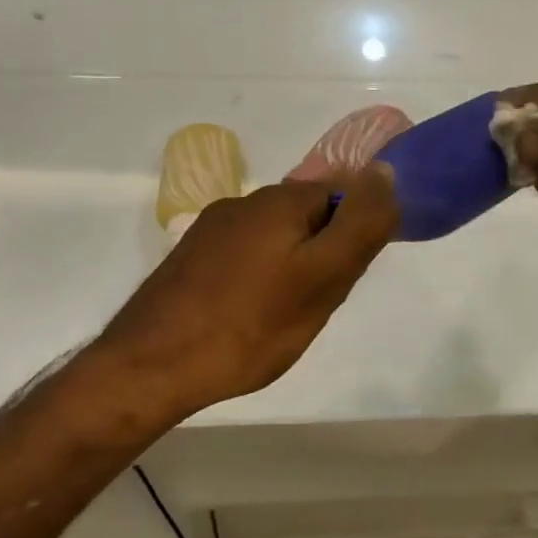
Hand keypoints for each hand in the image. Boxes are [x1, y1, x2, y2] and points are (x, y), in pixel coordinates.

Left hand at [89, 166, 398, 421]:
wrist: (152, 366)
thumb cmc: (250, 325)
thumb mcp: (323, 278)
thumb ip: (360, 224)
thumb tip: (385, 170)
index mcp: (277, 201)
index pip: (339, 195)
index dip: (351, 236)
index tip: (341, 279)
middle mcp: (241, 204)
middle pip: (304, 217)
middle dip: (319, 253)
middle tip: (313, 304)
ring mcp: (209, 231)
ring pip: (272, 240)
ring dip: (287, 268)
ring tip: (278, 317)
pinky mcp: (188, 260)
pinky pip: (241, 258)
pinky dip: (255, 280)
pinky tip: (244, 317)